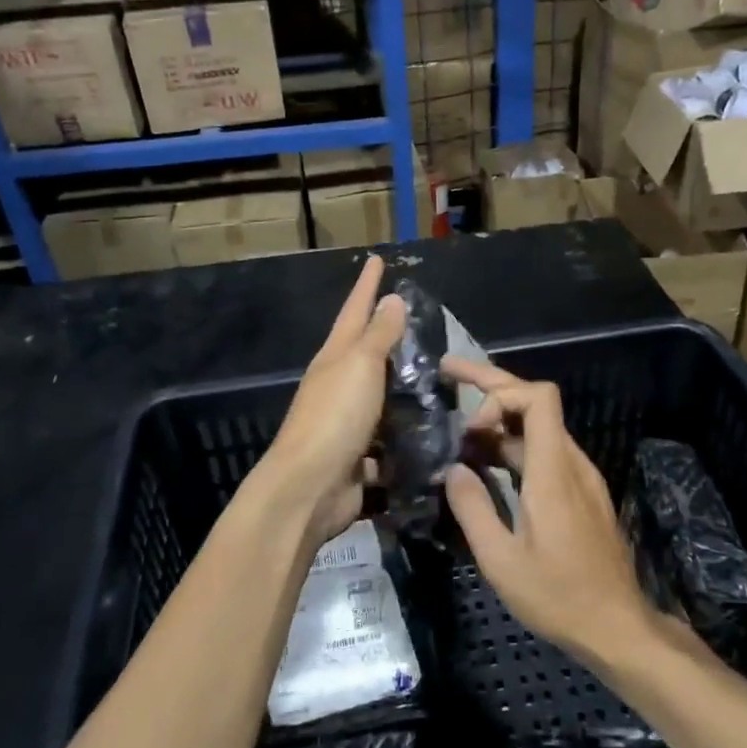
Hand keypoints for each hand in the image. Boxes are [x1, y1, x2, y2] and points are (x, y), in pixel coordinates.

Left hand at [262, 255, 407, 545]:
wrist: (309, 488)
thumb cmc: (335, 417)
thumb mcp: (360, 366)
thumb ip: (379, 335)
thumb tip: (391, 298)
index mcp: (335, 358)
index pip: (355, 311)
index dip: (367, 285)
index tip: (377, 259)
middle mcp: (338, 386)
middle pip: (365, 352)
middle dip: (387, 334)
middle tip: (419, 319)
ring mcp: (347, 423)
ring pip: (380, 397)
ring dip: (403, 388)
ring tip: (437, 378)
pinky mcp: (360, 457)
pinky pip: (389, 440)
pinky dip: (406, 435)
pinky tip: (431, 433)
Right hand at [441, 357, 657, 663]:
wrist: (618, 627)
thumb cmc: (559, 596)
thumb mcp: (501, 561)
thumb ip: (473, 508)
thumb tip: (452, 469)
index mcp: (553, 471)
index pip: (538, 398)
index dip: (500, 394)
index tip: (469, 427)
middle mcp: (571, 463)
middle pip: (536, 402)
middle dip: (491, 384)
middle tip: (447, 373)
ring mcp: (580, 477)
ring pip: (539, 429)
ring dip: (500, 421)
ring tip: (459, 431)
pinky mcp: (581, 494)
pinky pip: (545, 453)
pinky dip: (514, 445)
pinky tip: (486, 464)